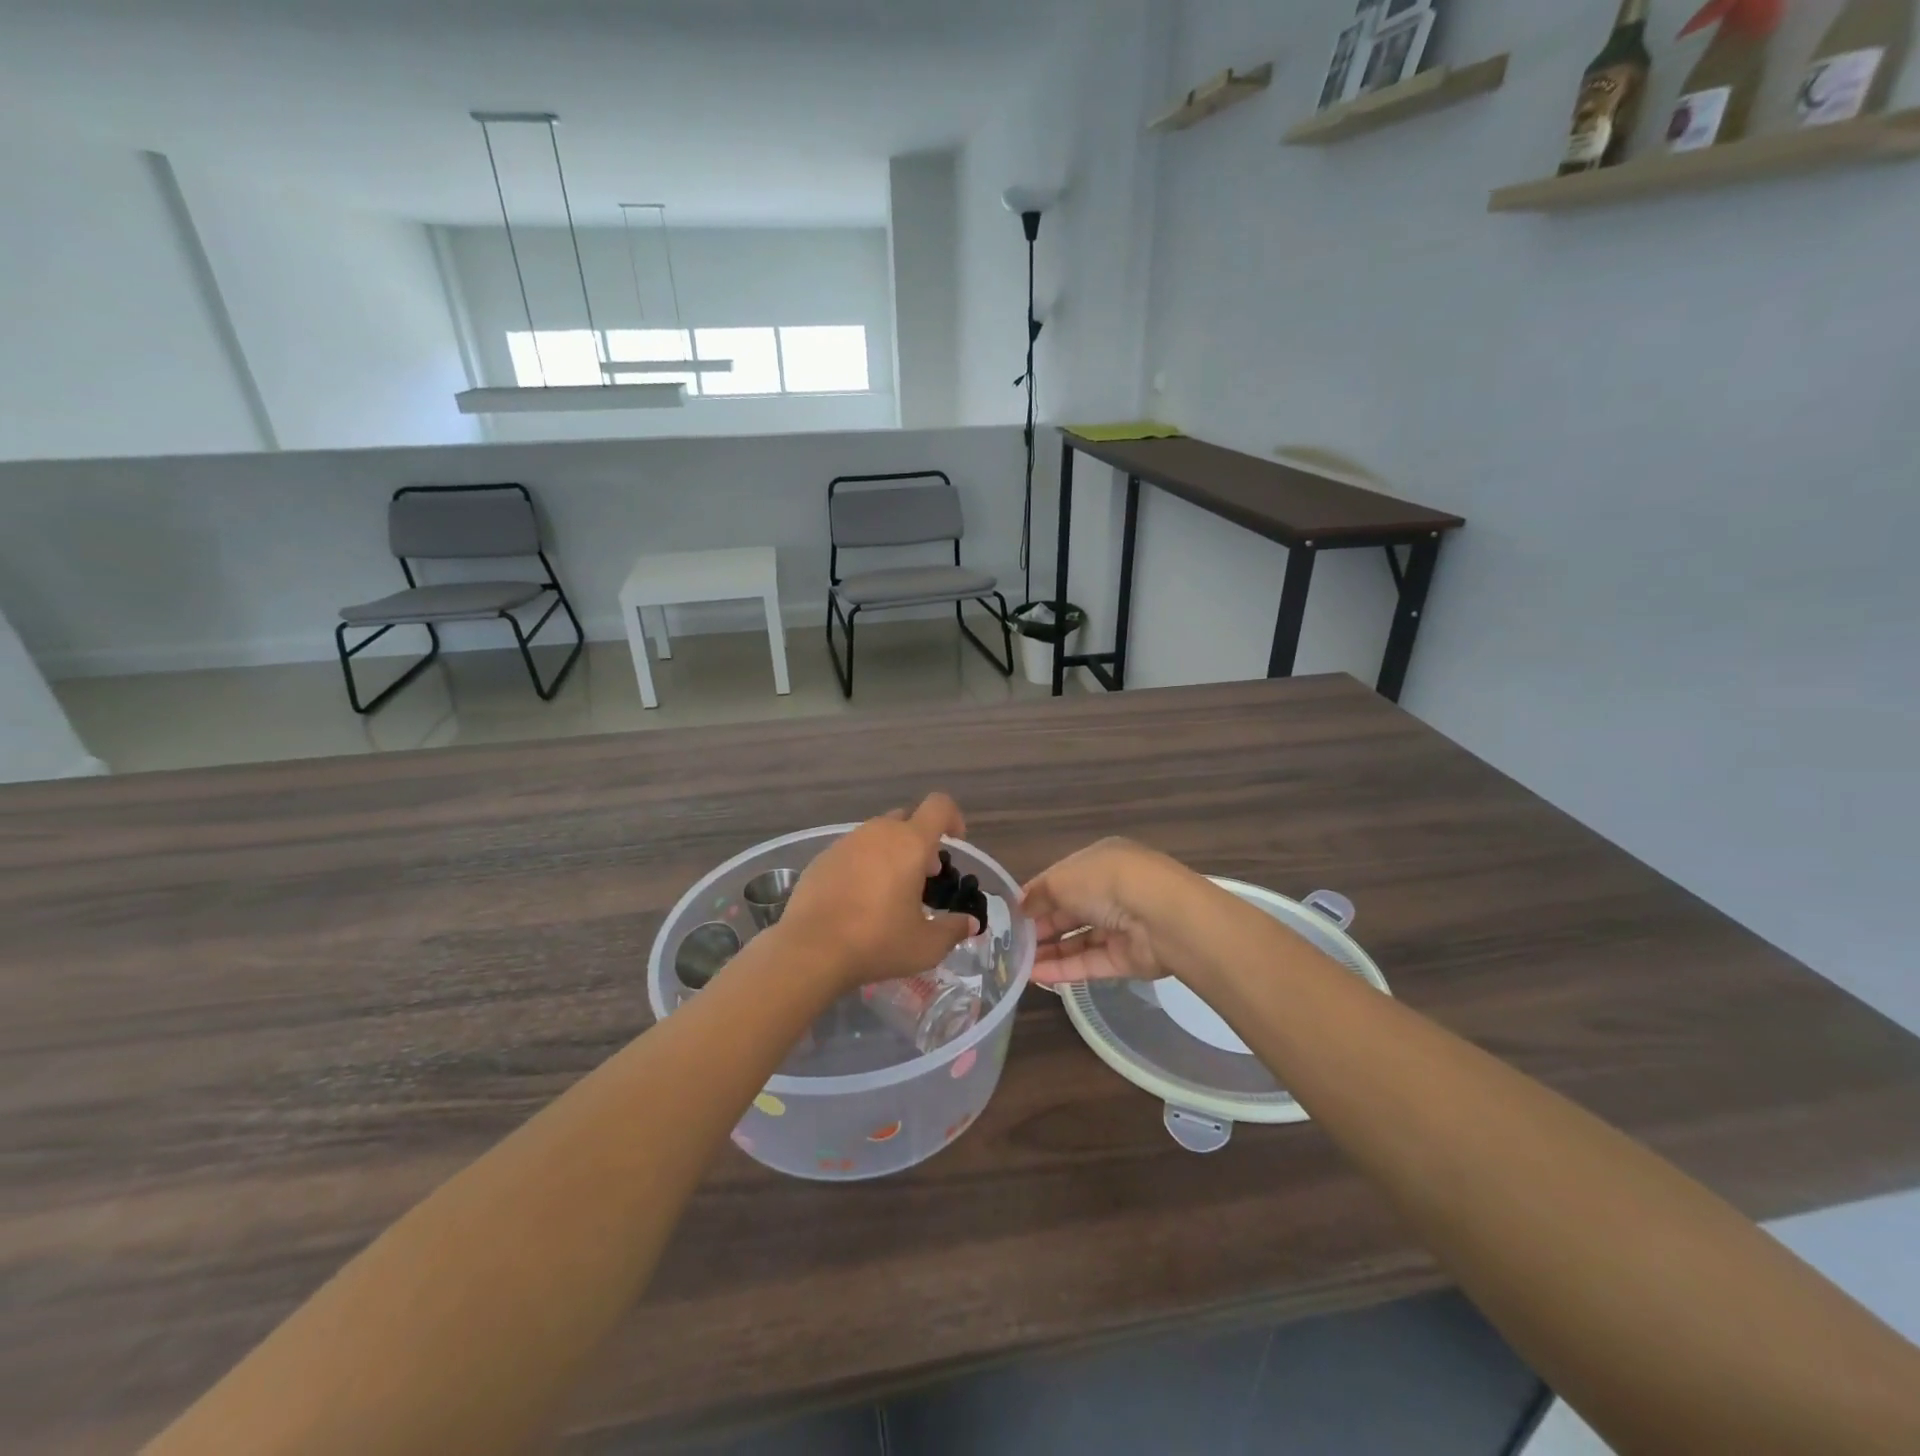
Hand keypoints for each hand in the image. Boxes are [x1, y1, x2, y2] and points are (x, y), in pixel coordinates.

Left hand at [777, 794, 978, 997]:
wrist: (810, 950)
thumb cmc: (877, 942)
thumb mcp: (925, 945)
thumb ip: (953, 929)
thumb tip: (969, 923)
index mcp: (909, 843)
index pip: (939, 806)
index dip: (953, 817)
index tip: (955, 843)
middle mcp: (878, 832)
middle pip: (906, 819)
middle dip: (920, 841)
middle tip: (923, 877)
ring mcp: (845, 843)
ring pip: (877, 835)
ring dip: (890, 853)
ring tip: (890, 892)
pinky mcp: (821, 858)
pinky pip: (851, 851)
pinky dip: (863, 865)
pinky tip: (857, 900)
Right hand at [1022, 838, 1209, 987]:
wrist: (1161, 916)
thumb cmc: (1107, 882)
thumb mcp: (1063, 879)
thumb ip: (1039, 893)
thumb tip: (1020, 906)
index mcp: (1100, 862)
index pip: (1062, 879)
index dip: (1037, 895)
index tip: (1012, 913)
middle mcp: (1112, 891)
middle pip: (1070, 911)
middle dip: (1041, 925)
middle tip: (1010, 942)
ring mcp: (1121, 926)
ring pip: (1079, 939)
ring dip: (1049, 950)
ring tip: (1017, 964)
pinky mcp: (1126, 959)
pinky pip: (1089, 963)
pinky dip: (1063, 969)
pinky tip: (1035, 976)